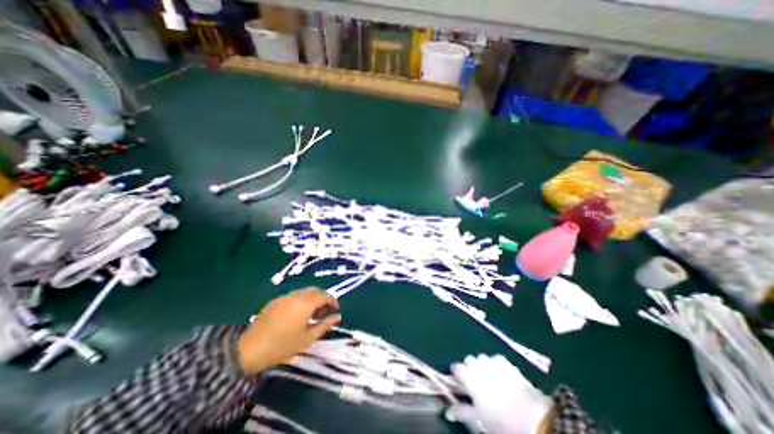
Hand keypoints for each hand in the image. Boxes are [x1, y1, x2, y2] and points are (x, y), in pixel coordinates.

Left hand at [239, 286, 339, 374]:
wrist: (249, 349)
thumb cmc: (282, 345)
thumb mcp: (307, 338)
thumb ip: (325, 325)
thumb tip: (338, 317)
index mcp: (306, 303)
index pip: (324, 296)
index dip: (332, 301)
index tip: (336, 309)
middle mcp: (296, 295)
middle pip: (315, 290)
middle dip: (323, 298)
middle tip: (325, 311)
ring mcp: (284, 297)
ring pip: (304, 292)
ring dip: (312, 298)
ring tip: (312, 313)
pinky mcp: (275, 301)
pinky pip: (293, 296)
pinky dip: (301, 300)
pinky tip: (297, 313)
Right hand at [446, 355, 552, 433]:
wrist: (533, 417)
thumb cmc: (502, 421)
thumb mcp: (480, 418)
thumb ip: (462, 411)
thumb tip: (447, 412)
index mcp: (470, 377)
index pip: (456, 368)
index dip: (457, 374)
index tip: (459, 382)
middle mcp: (478, 365)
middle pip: (468, 360)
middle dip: (469, 368)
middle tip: (475, 382)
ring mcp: (492, 361)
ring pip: (481, 357)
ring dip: (481, 365)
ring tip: (487, 378)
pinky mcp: (505, 361)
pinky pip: (494, 358)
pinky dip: (494, 364)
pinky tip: (499, 375)